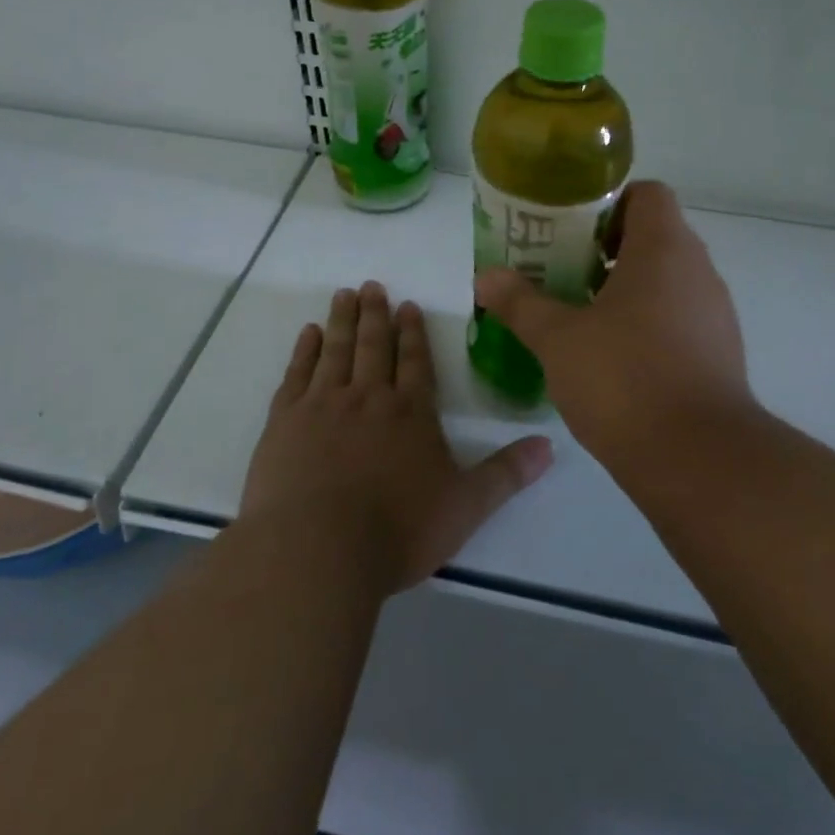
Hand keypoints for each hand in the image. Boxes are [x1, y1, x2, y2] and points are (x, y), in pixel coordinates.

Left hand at [241, 282, 553, 595]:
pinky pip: (297, 374)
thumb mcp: (465, 506)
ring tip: (344, 295)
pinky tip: (308, 334)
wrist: (317, 549)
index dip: (413, 333)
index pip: (415, 362)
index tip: (408, 305)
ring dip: (342, 321)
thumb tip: (550, 445)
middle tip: (372, 285)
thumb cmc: (398, 530)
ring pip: (336, 350)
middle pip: (374, 346)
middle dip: (376, 314)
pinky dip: (304, 350)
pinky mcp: (285, 421)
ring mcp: (323, 405)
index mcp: (411, 413)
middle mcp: (368, 398)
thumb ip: (506, 474)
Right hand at [473, 181, 755, 469]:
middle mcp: (698, 272)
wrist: (697, 459)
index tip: (571, 230)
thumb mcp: (558, 339)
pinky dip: (648, 322)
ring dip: (626, 288)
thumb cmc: (624, 380)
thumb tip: (486, 277)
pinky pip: (679, 318)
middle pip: (655, 237)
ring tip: (580, 315)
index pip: (648, 194)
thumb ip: (520, 303)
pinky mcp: (719, 353)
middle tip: (561, 271)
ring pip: (667, 281)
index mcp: (664, 250)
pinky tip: (613, 357)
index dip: (609, 202)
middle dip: (606, 249)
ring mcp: (715, 314)